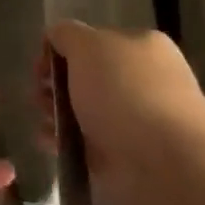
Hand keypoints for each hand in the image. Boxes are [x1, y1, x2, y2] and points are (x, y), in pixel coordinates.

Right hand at [45, 21, 204, 204]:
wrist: (167, 169)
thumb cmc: (126, 94)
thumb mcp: (88, 46)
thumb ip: (67, 35)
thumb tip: (56, 37)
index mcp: (142, 46)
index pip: (94, 41)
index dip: (62, 50)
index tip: (40, 67)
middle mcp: (144, 81)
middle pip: (88, 77)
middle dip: (57, 85)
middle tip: (37, 96)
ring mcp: (139, 123)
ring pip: (87, 112)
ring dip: (58, 115)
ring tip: (42, 124)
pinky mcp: (130, 161)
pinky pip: (90, 146)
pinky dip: (68, 144)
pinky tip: (50, 146)